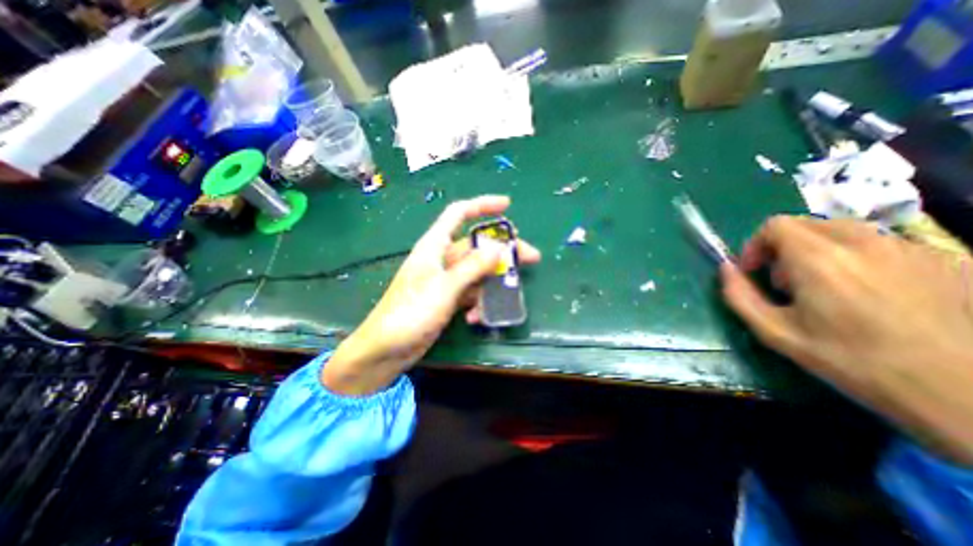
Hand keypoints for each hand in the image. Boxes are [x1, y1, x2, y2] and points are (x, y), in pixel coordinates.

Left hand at [325, 196, 539, 395]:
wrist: (387, 349)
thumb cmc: (410, 312)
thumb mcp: (445, 287)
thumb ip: (473, 267)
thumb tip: (500, 249)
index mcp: (435, 246)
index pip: (459, 214)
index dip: (482, 206)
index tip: (507, 206)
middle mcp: (442, 259)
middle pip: (477, 246)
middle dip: (503, 251)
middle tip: (530, 257)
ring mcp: (446, 280)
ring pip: (478, 272)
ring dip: (494, 283)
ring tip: (511, 293)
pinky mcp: (448, 298)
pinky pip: (471, 293)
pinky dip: (479, 302)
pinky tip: (477, 318)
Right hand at [721, 215, 972, 463]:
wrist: (959, 391)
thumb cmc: (849, 360)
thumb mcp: (774, 332)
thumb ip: (739, 295)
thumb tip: (726, 268)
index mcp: (819, 260)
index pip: (775, 226)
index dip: (755, 245)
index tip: (754, 271)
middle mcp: (863, 244)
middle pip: (806, 223)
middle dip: (782, 247)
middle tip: (784, 281)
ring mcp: (908, 249)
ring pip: (843, 231)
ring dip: (817, 250)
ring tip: (822, 286)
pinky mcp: (941, 259)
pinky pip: (879, 243)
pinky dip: (854, 257)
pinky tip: (864, 291)